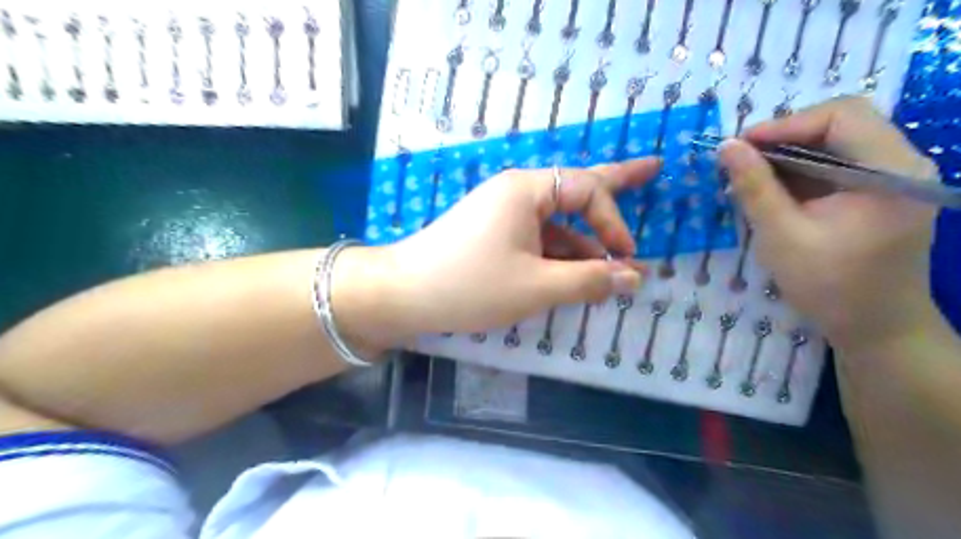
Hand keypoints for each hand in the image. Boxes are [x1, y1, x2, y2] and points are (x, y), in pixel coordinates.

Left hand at [364, 160, 661, 344]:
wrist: (404, 295)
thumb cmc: (471, 285)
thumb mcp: (536, 287)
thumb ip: (589, 280)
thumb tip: (633, 278)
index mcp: (527, 190)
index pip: (587, 190)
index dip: (614, 221)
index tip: (626, 258)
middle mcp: (516, 193)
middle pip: (575, 187)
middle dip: (616, 184)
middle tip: (653, 168)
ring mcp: (502, 213)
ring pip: (555, 222)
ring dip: (583, 243)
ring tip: (611, 262)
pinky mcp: (493, 234)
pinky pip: (536, 238)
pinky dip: (557, 255)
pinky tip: (573, 274)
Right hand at [721, 97, 939, 353]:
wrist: (874, 328)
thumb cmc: (829, 286)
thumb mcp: (782, 236)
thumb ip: (754, 188)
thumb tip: (726, 146)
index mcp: (891, 171)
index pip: (843, 116)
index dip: (786, 124)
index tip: (740, 146)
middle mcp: (902, 164)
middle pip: (840, 124)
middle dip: (784, 138)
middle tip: (741, 160)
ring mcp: (892, 178)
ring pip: (835, 144)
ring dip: (788, 156)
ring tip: (749, 177)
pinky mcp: (879, 193)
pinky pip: (836, 166)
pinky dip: (800, 173)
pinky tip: (771, 191)